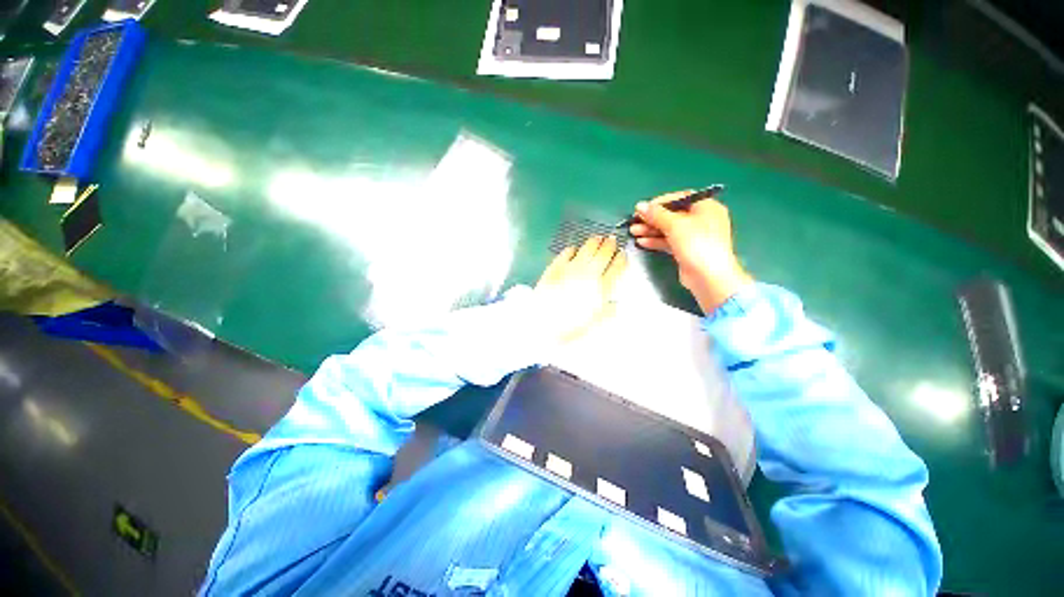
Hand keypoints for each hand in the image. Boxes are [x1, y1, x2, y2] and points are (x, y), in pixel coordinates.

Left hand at [535, 235, 626, 343]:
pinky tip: (575, 249)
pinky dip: (573, 249)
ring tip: (598, 239)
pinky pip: (567, 252)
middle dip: (610, 245)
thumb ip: (607, 312)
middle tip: (612, 240)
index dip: (621, 259)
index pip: (617, 267)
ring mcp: (571, 267)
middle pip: (604, 253)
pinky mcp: (556, 266)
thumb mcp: (594, 323)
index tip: (622, 255)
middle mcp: (589, 274)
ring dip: (595, 242)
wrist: (542, 323)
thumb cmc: (569, 326)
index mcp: (601, 288)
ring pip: (588, 248)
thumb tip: (614, 304)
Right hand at [628, 191, 752, 312]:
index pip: (680, 198)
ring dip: (651, 230)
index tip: (643, 208)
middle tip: (634, 221)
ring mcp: (694, 237)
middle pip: (672, 215)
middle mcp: (701, 220)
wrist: (708, 276)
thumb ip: (656, 214)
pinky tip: (642, 242)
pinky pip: (669, 241)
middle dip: (652, 219)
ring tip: (633, 231)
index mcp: (706, 207)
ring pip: (669, 229)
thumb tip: (640, 205)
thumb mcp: (675, 225)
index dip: (660, 202)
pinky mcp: (686, 250)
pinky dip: (656, 240)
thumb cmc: (696, 244)